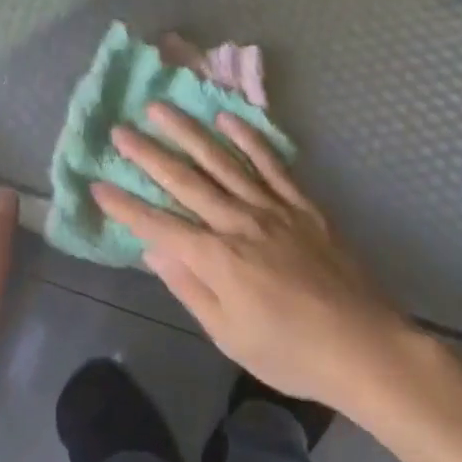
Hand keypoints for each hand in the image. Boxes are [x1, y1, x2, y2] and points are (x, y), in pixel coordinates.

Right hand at [91, 104, 410, 412]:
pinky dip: (248, 138)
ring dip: (188, 133)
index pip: (159, 226)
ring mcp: (272, 208)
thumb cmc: (290, 352)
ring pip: (222, 161)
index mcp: (217, 259)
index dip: (126, 206)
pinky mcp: (301, 203)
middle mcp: (239, 223)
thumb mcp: (229, 335)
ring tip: (161, 109)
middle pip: (185, 181)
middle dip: (148, 155)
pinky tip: (227, 118)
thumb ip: (189, 288)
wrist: (363, 345)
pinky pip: (270, 163)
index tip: (98, 185)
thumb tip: (153, 252)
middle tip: (119, 131)